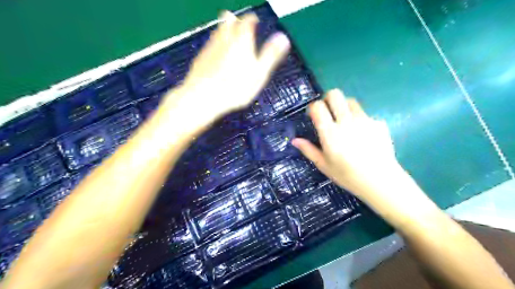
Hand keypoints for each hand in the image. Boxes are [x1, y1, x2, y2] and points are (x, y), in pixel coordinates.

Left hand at [165, 11, 290, 126]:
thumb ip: (271, 55)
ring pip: (217, 31)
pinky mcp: (200, 57)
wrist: (204, 96)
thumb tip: (283, 37)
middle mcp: (225, 38)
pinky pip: (209, 45)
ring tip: (231, 42)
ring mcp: (210, 46)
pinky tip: (217, 59)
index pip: (248, 20)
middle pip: (228, 19)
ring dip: (224, 32)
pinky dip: (215, 46)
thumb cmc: (236, 87)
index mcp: (242, 39)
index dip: (253, 19)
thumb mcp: (259, 73)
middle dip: (235, 21)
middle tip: (241, 29)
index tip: (255, 22)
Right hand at [293, 89, 401, 199]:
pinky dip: (360, 120)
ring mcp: (364, 120)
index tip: (314, 115)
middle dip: (328, 99)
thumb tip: (294, 140)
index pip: (318, 106)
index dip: (313, 107)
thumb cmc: (347, 175)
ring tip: (345, 122)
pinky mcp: (378, 123)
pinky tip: (363, 135)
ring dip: (344, 107)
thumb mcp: (323, 165)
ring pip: (351, 101)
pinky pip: (365, 114)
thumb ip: (308, 150)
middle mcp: (346, 122)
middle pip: (335, 94)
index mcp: (330, 133)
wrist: (380, 181)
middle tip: (328, 111)